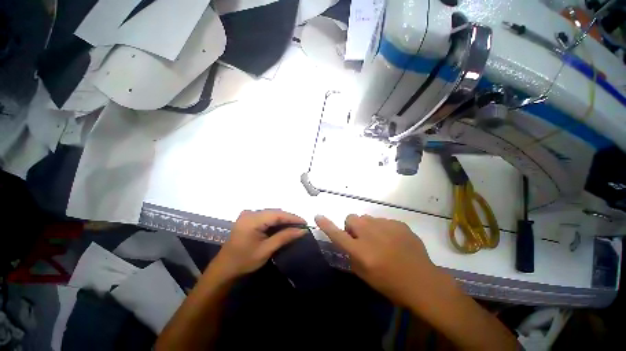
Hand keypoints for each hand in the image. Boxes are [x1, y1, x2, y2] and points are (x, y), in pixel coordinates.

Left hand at [212, 209, 306, 278]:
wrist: (224, 269)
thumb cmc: (244, 261)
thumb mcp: (266, 250)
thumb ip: (285, 237)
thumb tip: (302, 230)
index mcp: (252, 220)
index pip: (277, 214)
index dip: (292, 217)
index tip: (305, 222)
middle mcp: (250, 213)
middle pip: (274, 212)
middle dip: (289, 218)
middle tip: (301, 226)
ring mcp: (248, 215)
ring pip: (271, 214)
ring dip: (283, 220)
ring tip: (295, 226)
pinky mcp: (248, 219)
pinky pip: (266, 217)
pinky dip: (275, 221)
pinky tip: (282, 227)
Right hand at [315, 214, 434, 305]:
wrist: (423, 281)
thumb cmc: (391, 284)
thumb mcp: (365, 275)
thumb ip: (352, 256)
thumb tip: (348, 240)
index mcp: (361, 250)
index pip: (337, 234)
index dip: (326, 225)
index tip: (318, 216)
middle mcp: (370, 234)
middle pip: (352, 218)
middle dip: (352, 226)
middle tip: (361, 238)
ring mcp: (385, 226)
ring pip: (367, 218)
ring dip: (367, 227)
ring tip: (380, 240)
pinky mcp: (398, 223)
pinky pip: (382, 221)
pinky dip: (382, 228)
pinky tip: (394, 241)